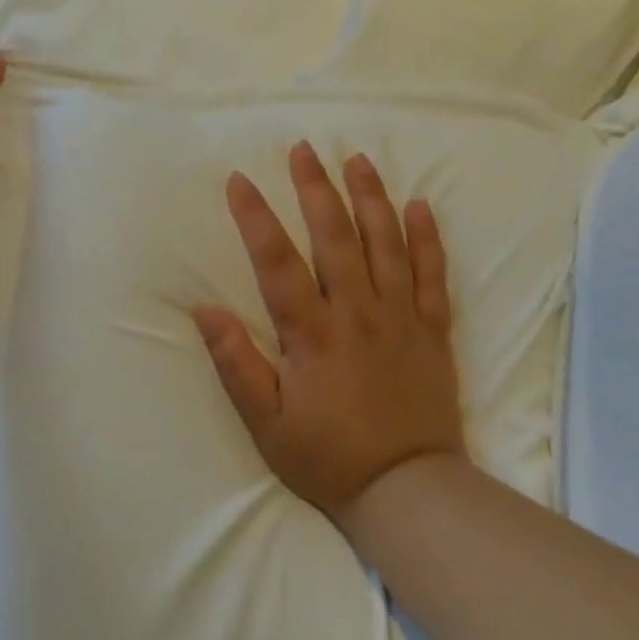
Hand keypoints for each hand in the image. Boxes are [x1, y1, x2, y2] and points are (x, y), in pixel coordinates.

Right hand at [194, 142, 464, 530]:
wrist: (409, 490)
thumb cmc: (329, 457)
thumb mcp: (267, 423)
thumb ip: (237, 364)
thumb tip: (205, 310)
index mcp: (313, 333)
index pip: (277, 261)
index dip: (255, 217)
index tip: (239, 180)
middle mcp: (357, 311)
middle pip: (335, 235)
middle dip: (315, 188)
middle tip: (303, 149)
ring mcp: (400, 316)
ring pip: (386, 243)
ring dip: (370, 197)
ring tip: (357, 160)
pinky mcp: (433, 329)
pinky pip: (433, 273)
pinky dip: (427, 236)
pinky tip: (418, 205)